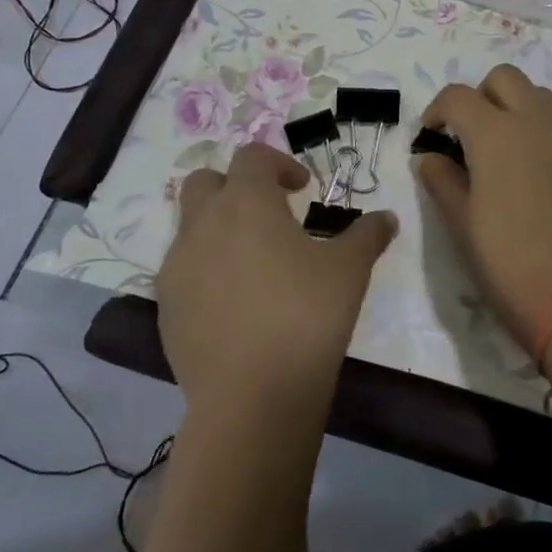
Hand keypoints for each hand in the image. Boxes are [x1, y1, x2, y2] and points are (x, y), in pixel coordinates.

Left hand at [156, 143, 394, 417]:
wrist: (252, 395)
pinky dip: (207, 269)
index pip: (252, 157)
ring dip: (219, 228)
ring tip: (256, 262)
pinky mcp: (165, 308)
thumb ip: (368, 234)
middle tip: (270, 213)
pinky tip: (237, 302)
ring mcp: (177, 267)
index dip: (279, 163)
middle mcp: (203, 225)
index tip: (302, 188)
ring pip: (190, 226)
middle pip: (206, 181)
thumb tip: (386, 218)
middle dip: (236, 186)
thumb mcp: (350, 269)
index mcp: (246, 203)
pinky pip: (183, 270)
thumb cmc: (306, 314)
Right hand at [416, 65, 551, 358]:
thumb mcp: (460, 224)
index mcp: (496, 134)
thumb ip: (441, 180)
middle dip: (481, 97)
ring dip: (517, 109)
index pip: (458, 95)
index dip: (438, 110)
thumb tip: (429, 157)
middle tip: (471, 136)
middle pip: (505, 78)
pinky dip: (545, 134)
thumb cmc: (507, 263)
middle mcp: (537, 121)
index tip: (433, 136)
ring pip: (541, 97)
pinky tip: (541, 177)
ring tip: (507, 153)